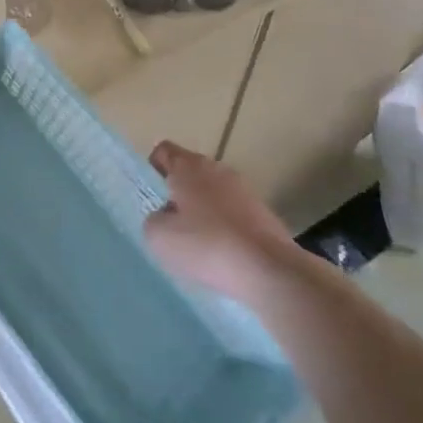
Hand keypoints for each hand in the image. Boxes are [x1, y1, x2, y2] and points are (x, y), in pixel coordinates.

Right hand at [144, 141, 296, 305]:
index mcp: (188, 166)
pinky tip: (224, 255)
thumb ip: (153, 220)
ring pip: (213, 193)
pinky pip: (234, 213)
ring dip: (203, 211)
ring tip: (198, 244)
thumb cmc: (207, 246)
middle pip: (190, 172)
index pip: (164, 151)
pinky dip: (226, 227)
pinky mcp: (264, 213)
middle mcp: (217, 169)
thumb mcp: (160, 237)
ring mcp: (244, 189)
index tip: (152, 197)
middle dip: (178, 194)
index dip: (153, 169)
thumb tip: (164, 216)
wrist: (270, 270)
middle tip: (171, 225)